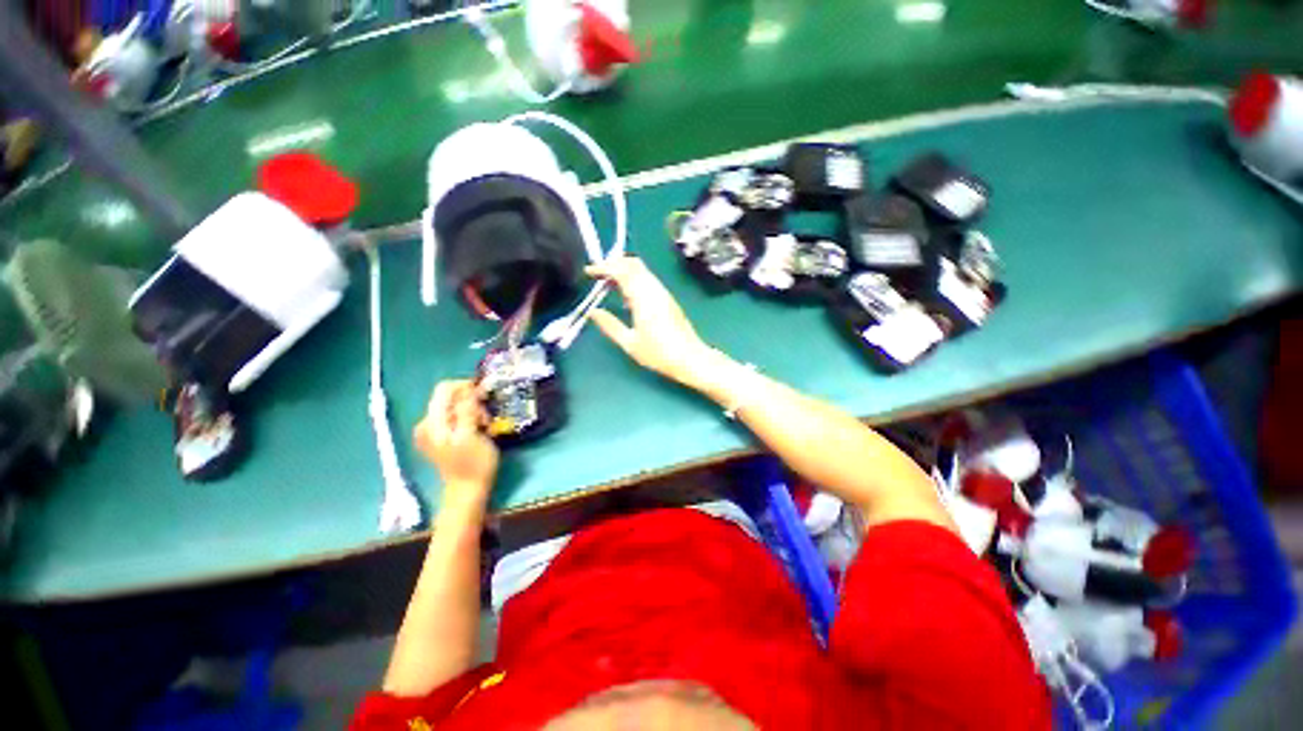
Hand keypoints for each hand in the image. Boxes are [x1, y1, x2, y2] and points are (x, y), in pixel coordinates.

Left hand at [413, 381, 498, 505]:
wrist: (467, 490)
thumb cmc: (474, 464)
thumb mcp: (472, 436)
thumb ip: (466, 411)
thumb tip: (469, 390)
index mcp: (432, 423)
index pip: (445, 389)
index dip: (466, 386)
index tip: (485, 393)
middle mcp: (427, 423)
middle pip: (449, 397)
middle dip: (471, 401)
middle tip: (486, 416)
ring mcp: (431, 430)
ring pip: (454, 406)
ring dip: (472, 410)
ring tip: (484, 425)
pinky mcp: (438, 436)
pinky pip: (454, 416)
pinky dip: (467, 417)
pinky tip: (476, 428)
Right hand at [585, 257, 720, 389]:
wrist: (690, 359)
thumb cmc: (659, 354)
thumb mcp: (630, 343)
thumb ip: (610, 325)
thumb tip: (592, 312)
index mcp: (643, 299)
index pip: (622, 271)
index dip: (604, 267)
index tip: (589, 272)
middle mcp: (654, 290)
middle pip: (633, 264)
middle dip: (614, 263)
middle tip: (598, 274)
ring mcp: (663, 293)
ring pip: (642, 270)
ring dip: (624, 270)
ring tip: (609, 284)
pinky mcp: (668, 299)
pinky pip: (648, 280)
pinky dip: (634, 279)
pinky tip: (627, 296)